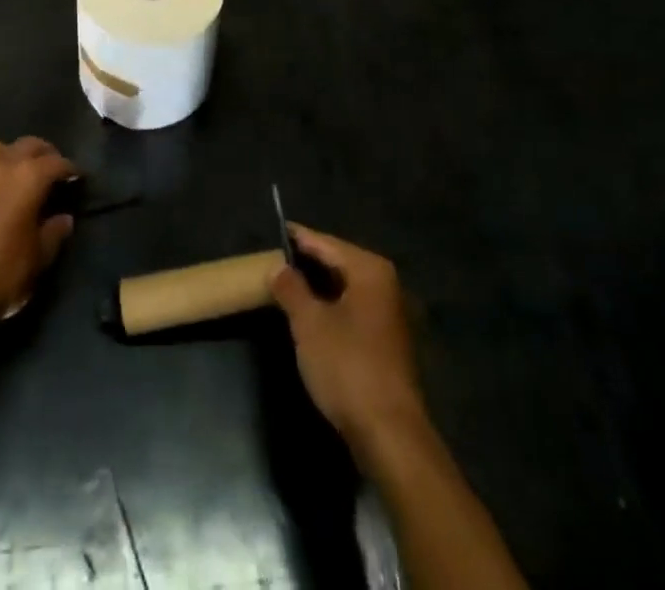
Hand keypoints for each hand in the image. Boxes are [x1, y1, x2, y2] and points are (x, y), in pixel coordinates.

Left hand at [0, 138, 74, 341]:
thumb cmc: (4, 275)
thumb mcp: (39, 257)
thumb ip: (55, 231)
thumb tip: (64, 218)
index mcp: (28, 178)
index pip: (56, 163)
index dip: (71, 169)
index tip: (79, 178)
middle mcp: (3, 168)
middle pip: (28, 145)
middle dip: (45, 154)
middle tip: (55, 171)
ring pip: (0, 148)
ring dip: (15, 154)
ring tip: (24, 173)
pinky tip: (2, 192)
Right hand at [271, 226, 426, 456]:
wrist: (390, 434)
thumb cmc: (348, 367)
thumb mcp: (309, 324)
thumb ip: (291, 289)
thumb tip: (278, 267)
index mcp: (370, 270)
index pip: (326, 243)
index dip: (298, 238)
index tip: (274, 231)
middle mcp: (385, 284)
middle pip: (338, 263)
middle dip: (307, 263)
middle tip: (274, 261)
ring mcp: (389, 314)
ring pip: (345, 288)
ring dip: (317, 288)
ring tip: (285, 286)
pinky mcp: (387, 341)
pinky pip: (352, 309)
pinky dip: (331, 307)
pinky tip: (309, 316)